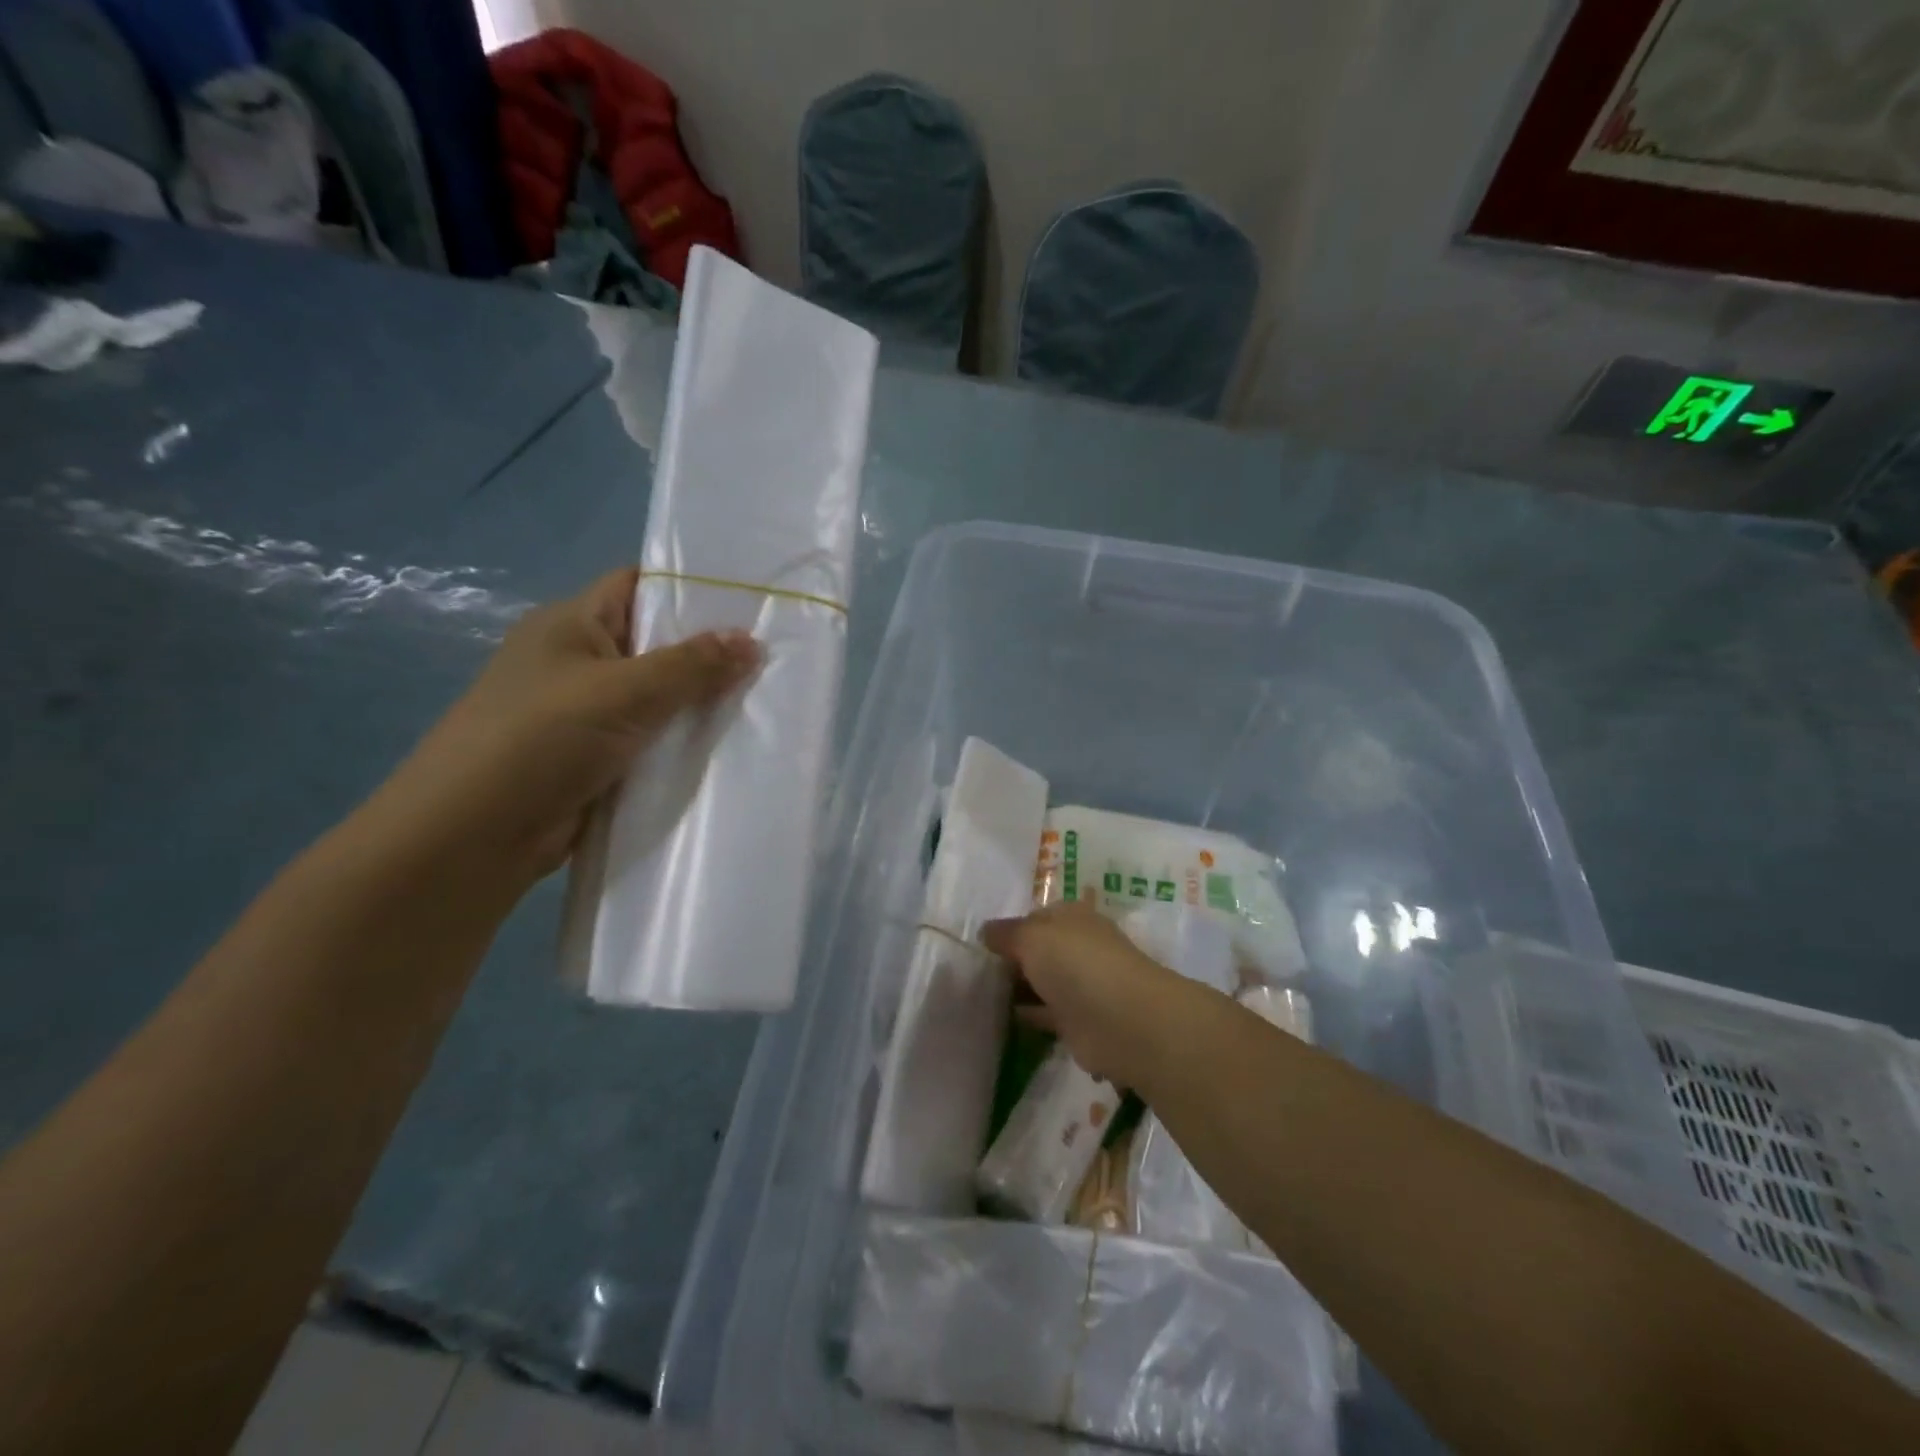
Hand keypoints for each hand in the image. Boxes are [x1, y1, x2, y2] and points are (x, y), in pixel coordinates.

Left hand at [376, 568, 759, 886]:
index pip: (638, 585)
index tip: (753, 598)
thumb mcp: (622, 691)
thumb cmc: (540, 740)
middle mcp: (579, 661)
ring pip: (660, 697)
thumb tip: (754, 641)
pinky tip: (733, 743)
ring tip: (769, 697)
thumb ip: (691, 666)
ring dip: (703, 702)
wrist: (474, 837)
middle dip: (711, 650)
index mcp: (571, 624)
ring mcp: (588, 713)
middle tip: (776, 653)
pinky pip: (654, 739)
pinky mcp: (599, 758)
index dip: (691, 586)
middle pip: (656, 643)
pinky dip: (685, 741)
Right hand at [982, 898, 1188, 1085]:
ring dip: (1019, 986)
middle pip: (1040, 949)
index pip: (1037, 916)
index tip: (980, 942)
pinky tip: (1000, 1017)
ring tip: (979, 992)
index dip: (1011, 927)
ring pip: (1042, 981)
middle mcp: (1078, 947)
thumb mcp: (1031, 936)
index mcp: (1073, 917)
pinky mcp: (1078, 1021)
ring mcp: (1080, 985)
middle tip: (973, 969)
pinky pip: (1045, 1013)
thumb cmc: (1076, 963)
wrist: (1121, 1021)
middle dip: (1013, 957)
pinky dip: (1027, 1014)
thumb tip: (984, 931)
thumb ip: (1005, 933)